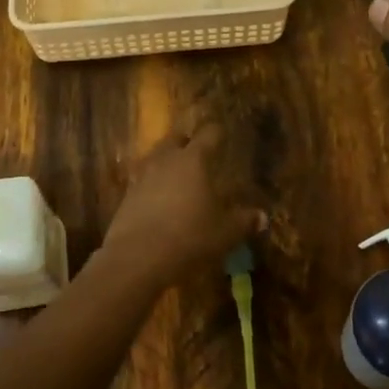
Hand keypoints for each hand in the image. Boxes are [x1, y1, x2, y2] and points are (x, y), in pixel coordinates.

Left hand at [100, 122, 264, 289]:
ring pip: (156, 157)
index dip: (217, 132)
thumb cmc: (189, 237)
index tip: (222, 132)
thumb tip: (262, 217)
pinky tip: (157, 196)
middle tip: (197, 149)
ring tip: (176, 171)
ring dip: (166, 160)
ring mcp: (142, 175)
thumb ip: (243, 221)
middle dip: (187, 141)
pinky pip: (142, 179)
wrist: (137, 257)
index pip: (208, 135)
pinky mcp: (126, 195)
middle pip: (176, 138)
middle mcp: (166, 160)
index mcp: (193, 160)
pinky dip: (152, 183)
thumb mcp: (224, 233)